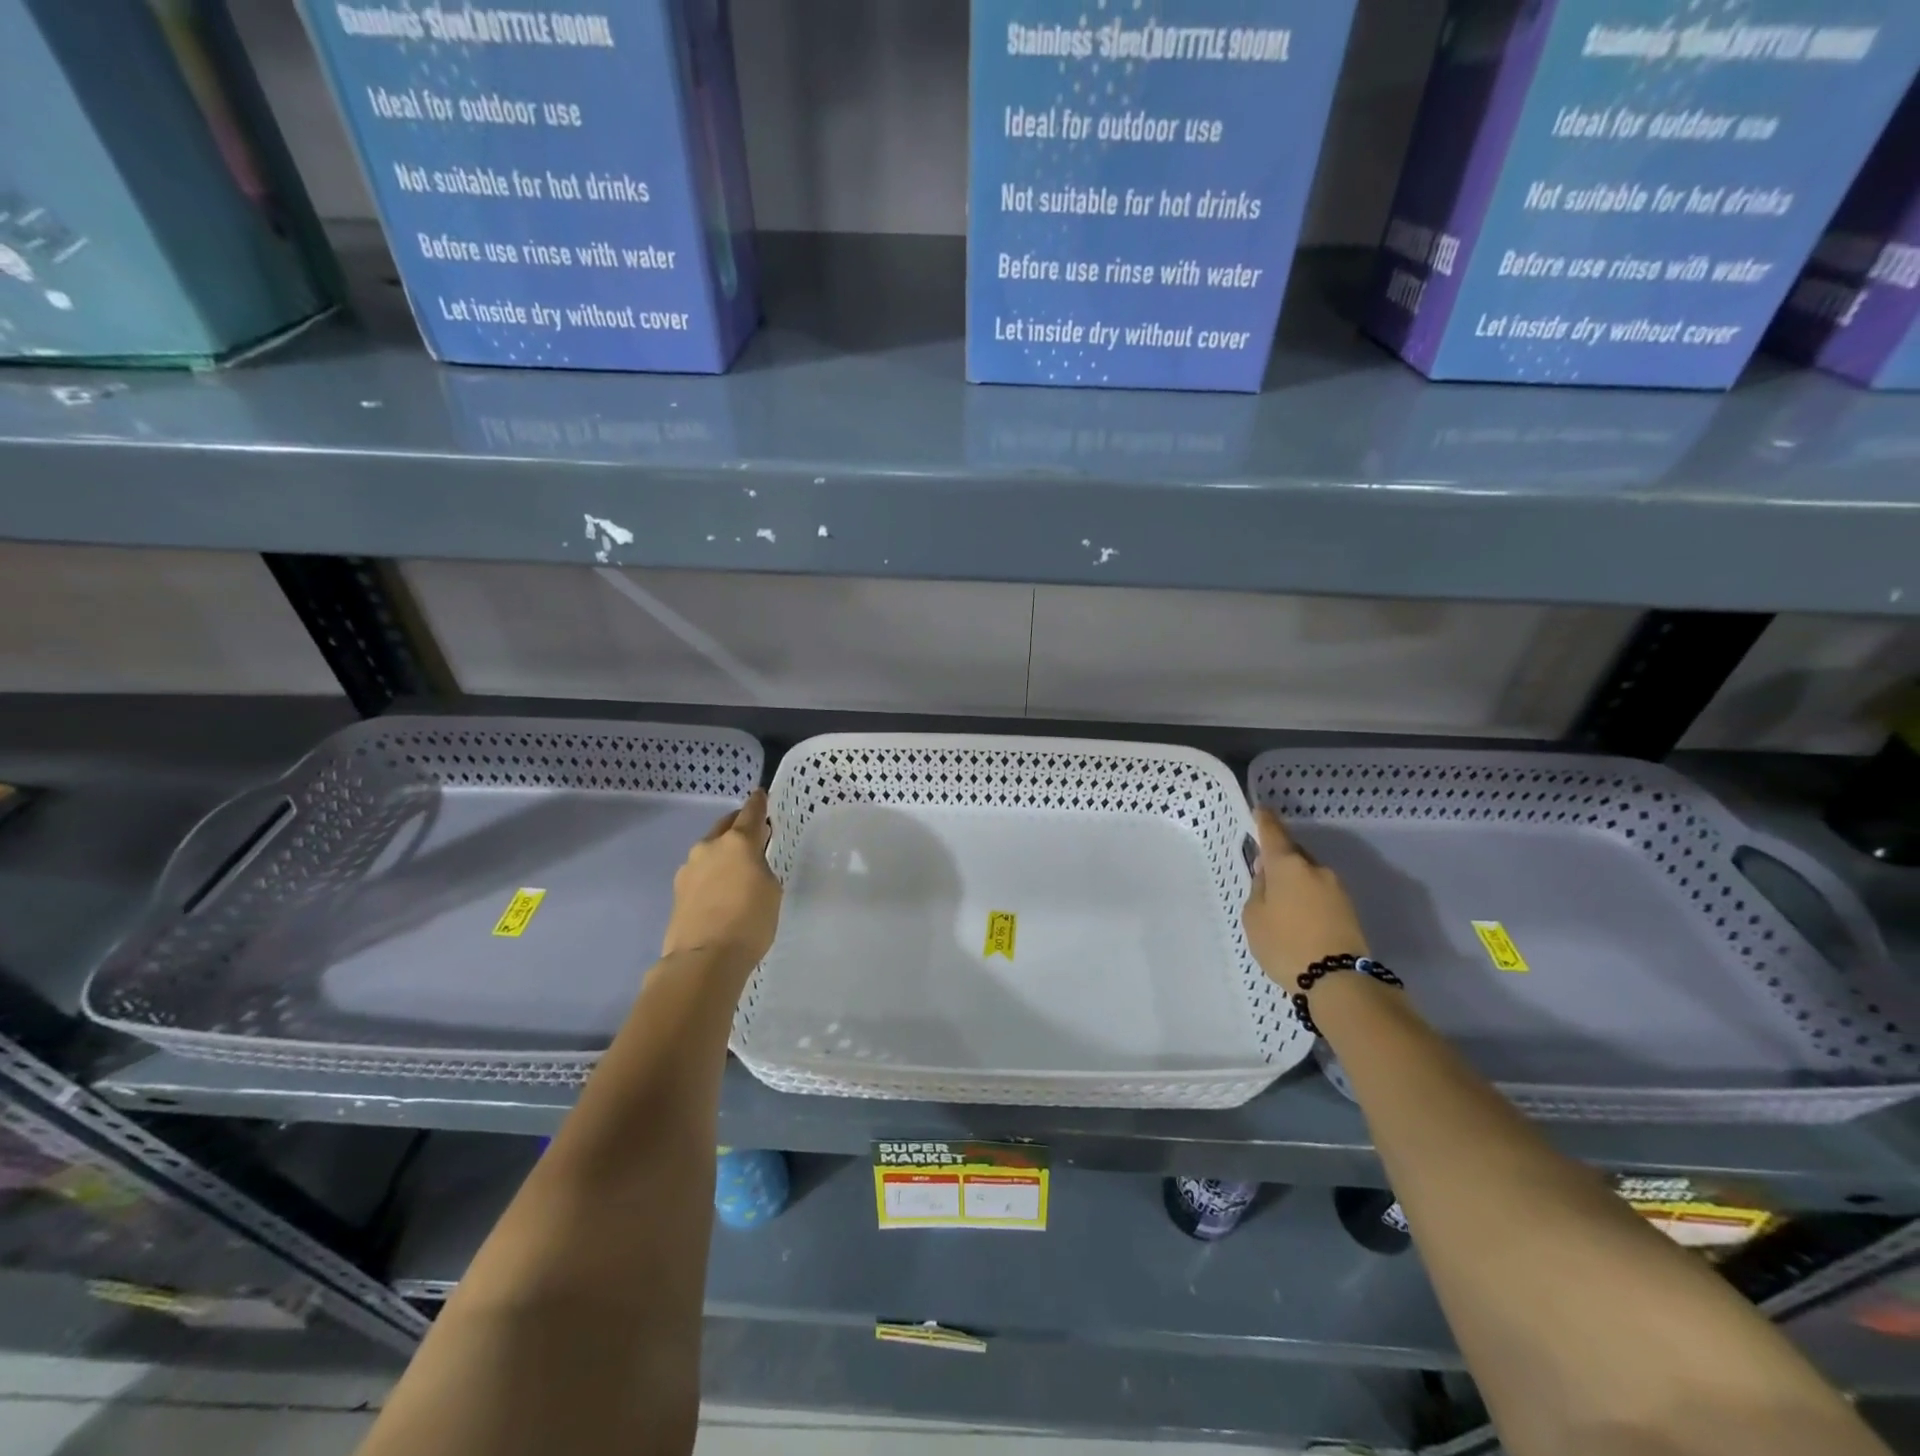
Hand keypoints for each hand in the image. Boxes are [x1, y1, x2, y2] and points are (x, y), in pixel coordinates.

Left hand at [661, 789, 781, 967]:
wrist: (703, 959)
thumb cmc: (749, 921)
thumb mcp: (771, 890)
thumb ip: (761, 867)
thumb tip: (749, 864)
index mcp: (738, 841)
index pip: (751, 812)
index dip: (758, 803)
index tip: (761, 795)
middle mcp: (710, 846)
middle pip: (725, 826)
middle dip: (738, 825)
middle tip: (753, 834)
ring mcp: (689, 868)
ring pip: (710, 850)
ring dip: (723, 853)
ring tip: (736, 870)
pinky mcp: (677, 890)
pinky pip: (700, 873)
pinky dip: (711, 875)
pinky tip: (720, 892)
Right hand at [1242, 806, 1367, 986]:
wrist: (1338, 981)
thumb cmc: (1285, 944)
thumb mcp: (1254, 916)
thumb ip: (1259, 889)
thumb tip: (1268, 875)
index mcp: (1288, 865)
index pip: (1273, 832)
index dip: (1264, 820)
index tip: (1260, 810)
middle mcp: (1315, 869)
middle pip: (1294, 854)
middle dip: (1280, 859)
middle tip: (1264, 875)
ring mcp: (1337, 888)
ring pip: (1309, 874)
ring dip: (1295, 881)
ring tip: (1281, 904)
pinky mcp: (1349, 908)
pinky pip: (1320, 893)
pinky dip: (1308, 897)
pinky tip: (1299, 917)